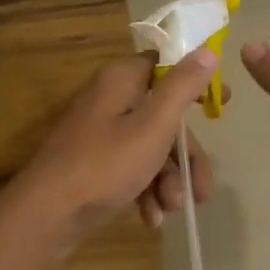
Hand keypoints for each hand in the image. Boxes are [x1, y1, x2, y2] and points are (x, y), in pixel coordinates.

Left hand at [1, 50, 219, 252]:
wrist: (47, 215)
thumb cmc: (105, 165)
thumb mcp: (153, 126)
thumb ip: (182, 87)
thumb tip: (207, 49)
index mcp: (121, 82)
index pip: (164, 66)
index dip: (195, 81)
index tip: (223, 101)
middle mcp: (110, 102)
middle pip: (163, 118)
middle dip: (185, 156)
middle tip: (203, 189)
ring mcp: (100, 135)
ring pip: (150, 149)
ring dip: (167, 180)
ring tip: (171, 209)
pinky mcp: (95, 165)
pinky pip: (130, 170)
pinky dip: (145, 191)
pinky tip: (151, 219)